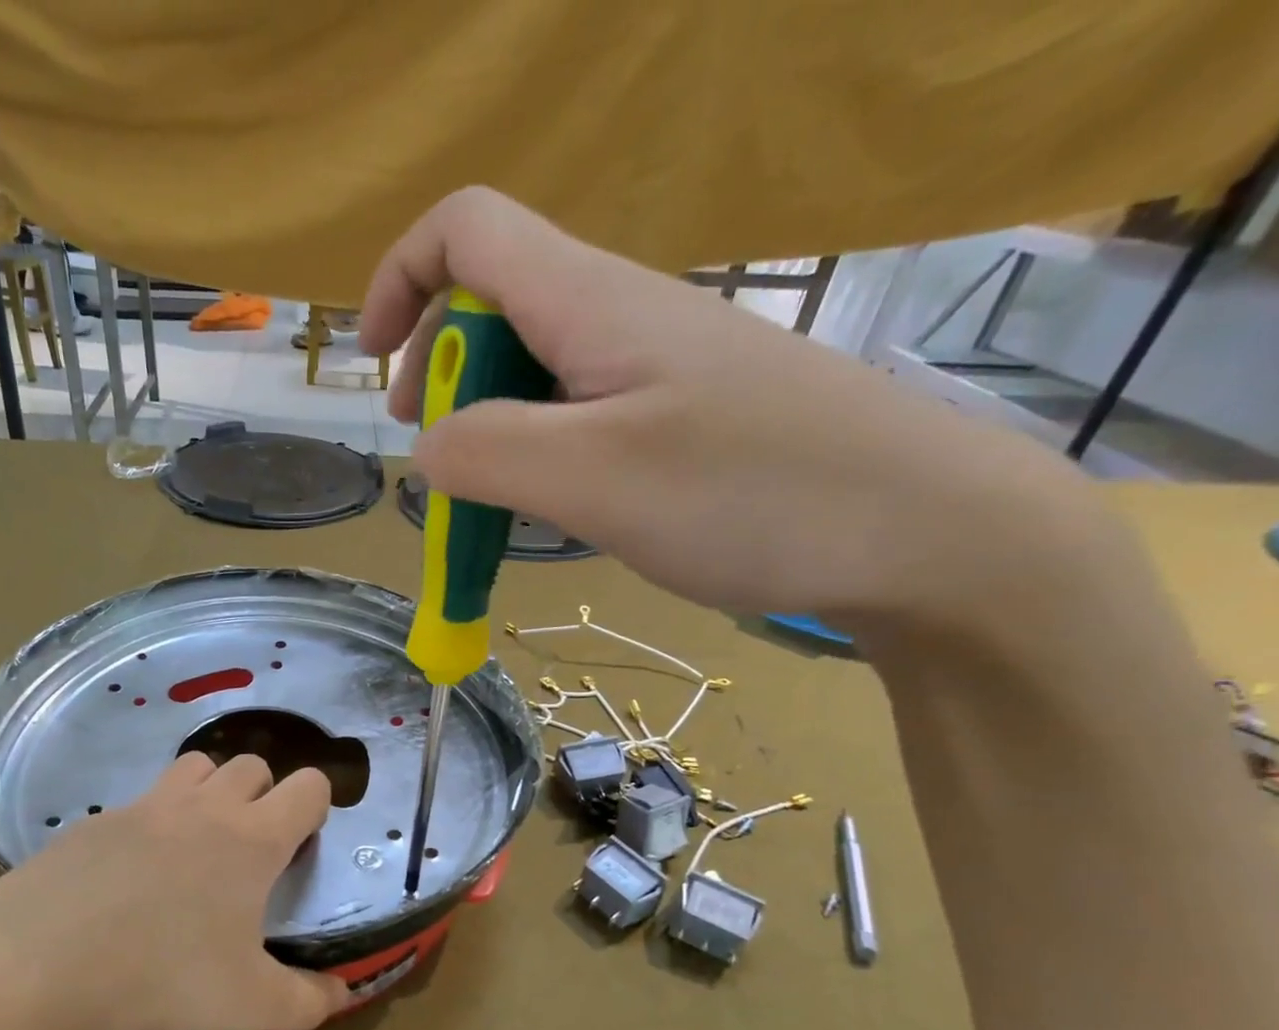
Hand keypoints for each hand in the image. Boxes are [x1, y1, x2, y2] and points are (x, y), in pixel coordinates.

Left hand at [0, 753, 351, 1029]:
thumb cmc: (161, 972)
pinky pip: (140, 801)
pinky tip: (133, 872)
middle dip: (263, 794)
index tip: (303, 842)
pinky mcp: (96, 820)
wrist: (39, 958)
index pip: (307, 787)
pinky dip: (152, 821)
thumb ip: (306, 1001)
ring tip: (198, 844)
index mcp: (251, 839)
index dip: (316, 805)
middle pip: (251, 765)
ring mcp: (145, 806)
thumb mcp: (246, 1003)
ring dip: (210, 790)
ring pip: (195, 766)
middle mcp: (204, 808)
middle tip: (251, 850)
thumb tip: (343, 995)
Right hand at [360, 188, 1089, 624]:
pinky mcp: (684, 419)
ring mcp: (656, 369)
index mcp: (590, 300)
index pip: (467, 230)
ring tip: (500, 511)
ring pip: (536, 373)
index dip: (401, 280)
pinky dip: (542, 460)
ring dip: (492, 434)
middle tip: (444, 469)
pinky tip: (562, 514)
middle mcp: (619, 316)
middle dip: (442, 380)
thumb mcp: (590, 477)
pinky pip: (580, 417)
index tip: (377, 370)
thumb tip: (426, 449)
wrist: (920, 531)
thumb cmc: (752, 494)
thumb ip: (486, 454)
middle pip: (493, 305)